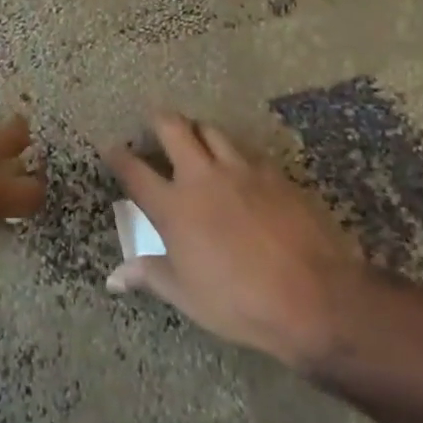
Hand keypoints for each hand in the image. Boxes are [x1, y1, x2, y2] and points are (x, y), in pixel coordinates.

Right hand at [104, 113, 364, 366]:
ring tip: (196, 136)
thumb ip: (151, 276)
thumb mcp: (188, 296)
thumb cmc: (240, 302)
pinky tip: (239, 166)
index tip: (111, 146)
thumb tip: (114, 277)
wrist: (311, 294)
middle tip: (155, 120)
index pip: (136, 173)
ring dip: (198, 130)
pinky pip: (246, 151)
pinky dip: (234, 152)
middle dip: (159, 120)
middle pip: (174, 129)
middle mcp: (203, 177)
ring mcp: (240, 169)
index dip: (119, 156)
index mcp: (175, 208)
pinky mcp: (272, 171)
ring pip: (212, 131)